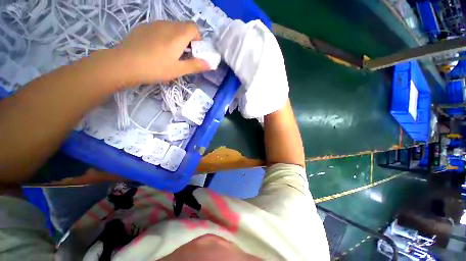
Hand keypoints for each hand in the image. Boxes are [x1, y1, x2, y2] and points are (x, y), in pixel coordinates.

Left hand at [115, 21, 209, 84]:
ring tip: (170, 53)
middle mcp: (167, 25)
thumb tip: (210, 64)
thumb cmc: (156, 68)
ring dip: (176, 38)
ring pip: (171, 27)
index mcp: (178, 35)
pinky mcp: (143, 27)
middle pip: (183, 27)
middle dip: (188, 39)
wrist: (124, 64)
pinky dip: (164, 36)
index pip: (194, 27)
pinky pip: (159, 28)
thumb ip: (195, 65)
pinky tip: (156, 49)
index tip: (195, 51)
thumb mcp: (178, 70)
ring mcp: (153, 24)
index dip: (198, 38)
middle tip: (184, 55)